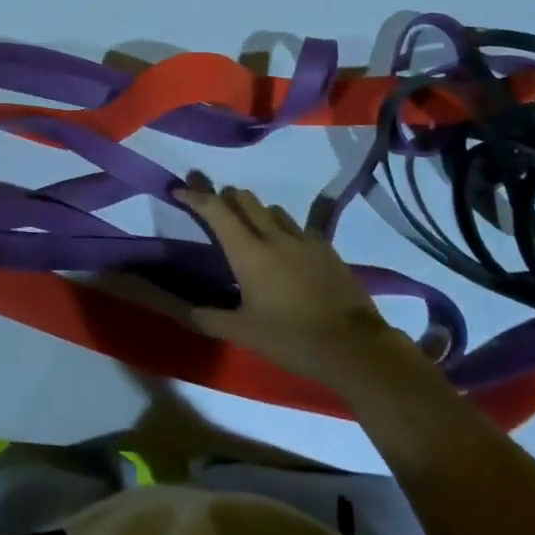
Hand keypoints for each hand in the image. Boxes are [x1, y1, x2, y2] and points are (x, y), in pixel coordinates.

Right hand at [175, 179, 417, 394]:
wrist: (353, 346)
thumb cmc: (292, 339)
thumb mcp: (245, 333)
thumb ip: (212, 318)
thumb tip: (187, 310)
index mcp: (248, 252)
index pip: (216, 211)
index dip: (196, 196)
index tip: (181, 189)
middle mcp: (273, 236)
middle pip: (244, 199)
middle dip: (225, 197)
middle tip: (214, 204)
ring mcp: (302, 239)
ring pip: (271, 210)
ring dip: (255, 211)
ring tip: (250, 227)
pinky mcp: (326, 248)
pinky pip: (299, 227)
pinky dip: (284, 229)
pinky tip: (288, 247)